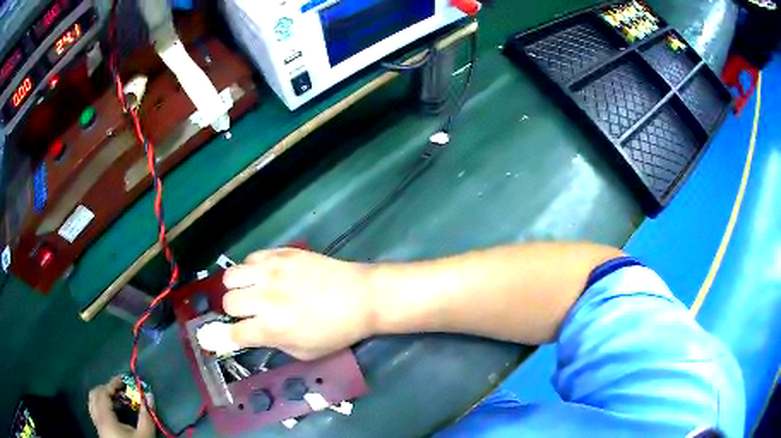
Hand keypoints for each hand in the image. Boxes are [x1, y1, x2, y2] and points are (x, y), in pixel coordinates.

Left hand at [88, 377, 154, 437]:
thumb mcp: (145, 435)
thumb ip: (146, 416)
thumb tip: (149, 395)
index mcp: (104, 416)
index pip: (104, 392)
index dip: (113, 383)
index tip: (124, 380)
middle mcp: (97, 417)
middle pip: (95, 394)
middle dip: (106, 389)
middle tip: (120, 390)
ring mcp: (97, 424)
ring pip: (93, 402)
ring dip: (103, 397)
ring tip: (117, 400)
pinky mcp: (100, 430)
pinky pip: (95, 411)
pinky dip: (102, 406)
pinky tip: (114, 413)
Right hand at [222, 248, 376, 359]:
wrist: (362, 297)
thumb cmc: (336, 331)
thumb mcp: (304, 351)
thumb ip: (272, 344)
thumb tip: (250, 334)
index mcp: (272, 327)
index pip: (233, 333)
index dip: (223, 337)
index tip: (219, 337)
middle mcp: (266, 298)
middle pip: (228, 302)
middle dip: (235, 312)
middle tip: (250, 313)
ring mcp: (273, 271)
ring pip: (231, 276)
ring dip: (238, 288)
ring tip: (253, 291)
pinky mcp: (282, 253)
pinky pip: (251, 257)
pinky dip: (252, 269)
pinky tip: (267, 276)